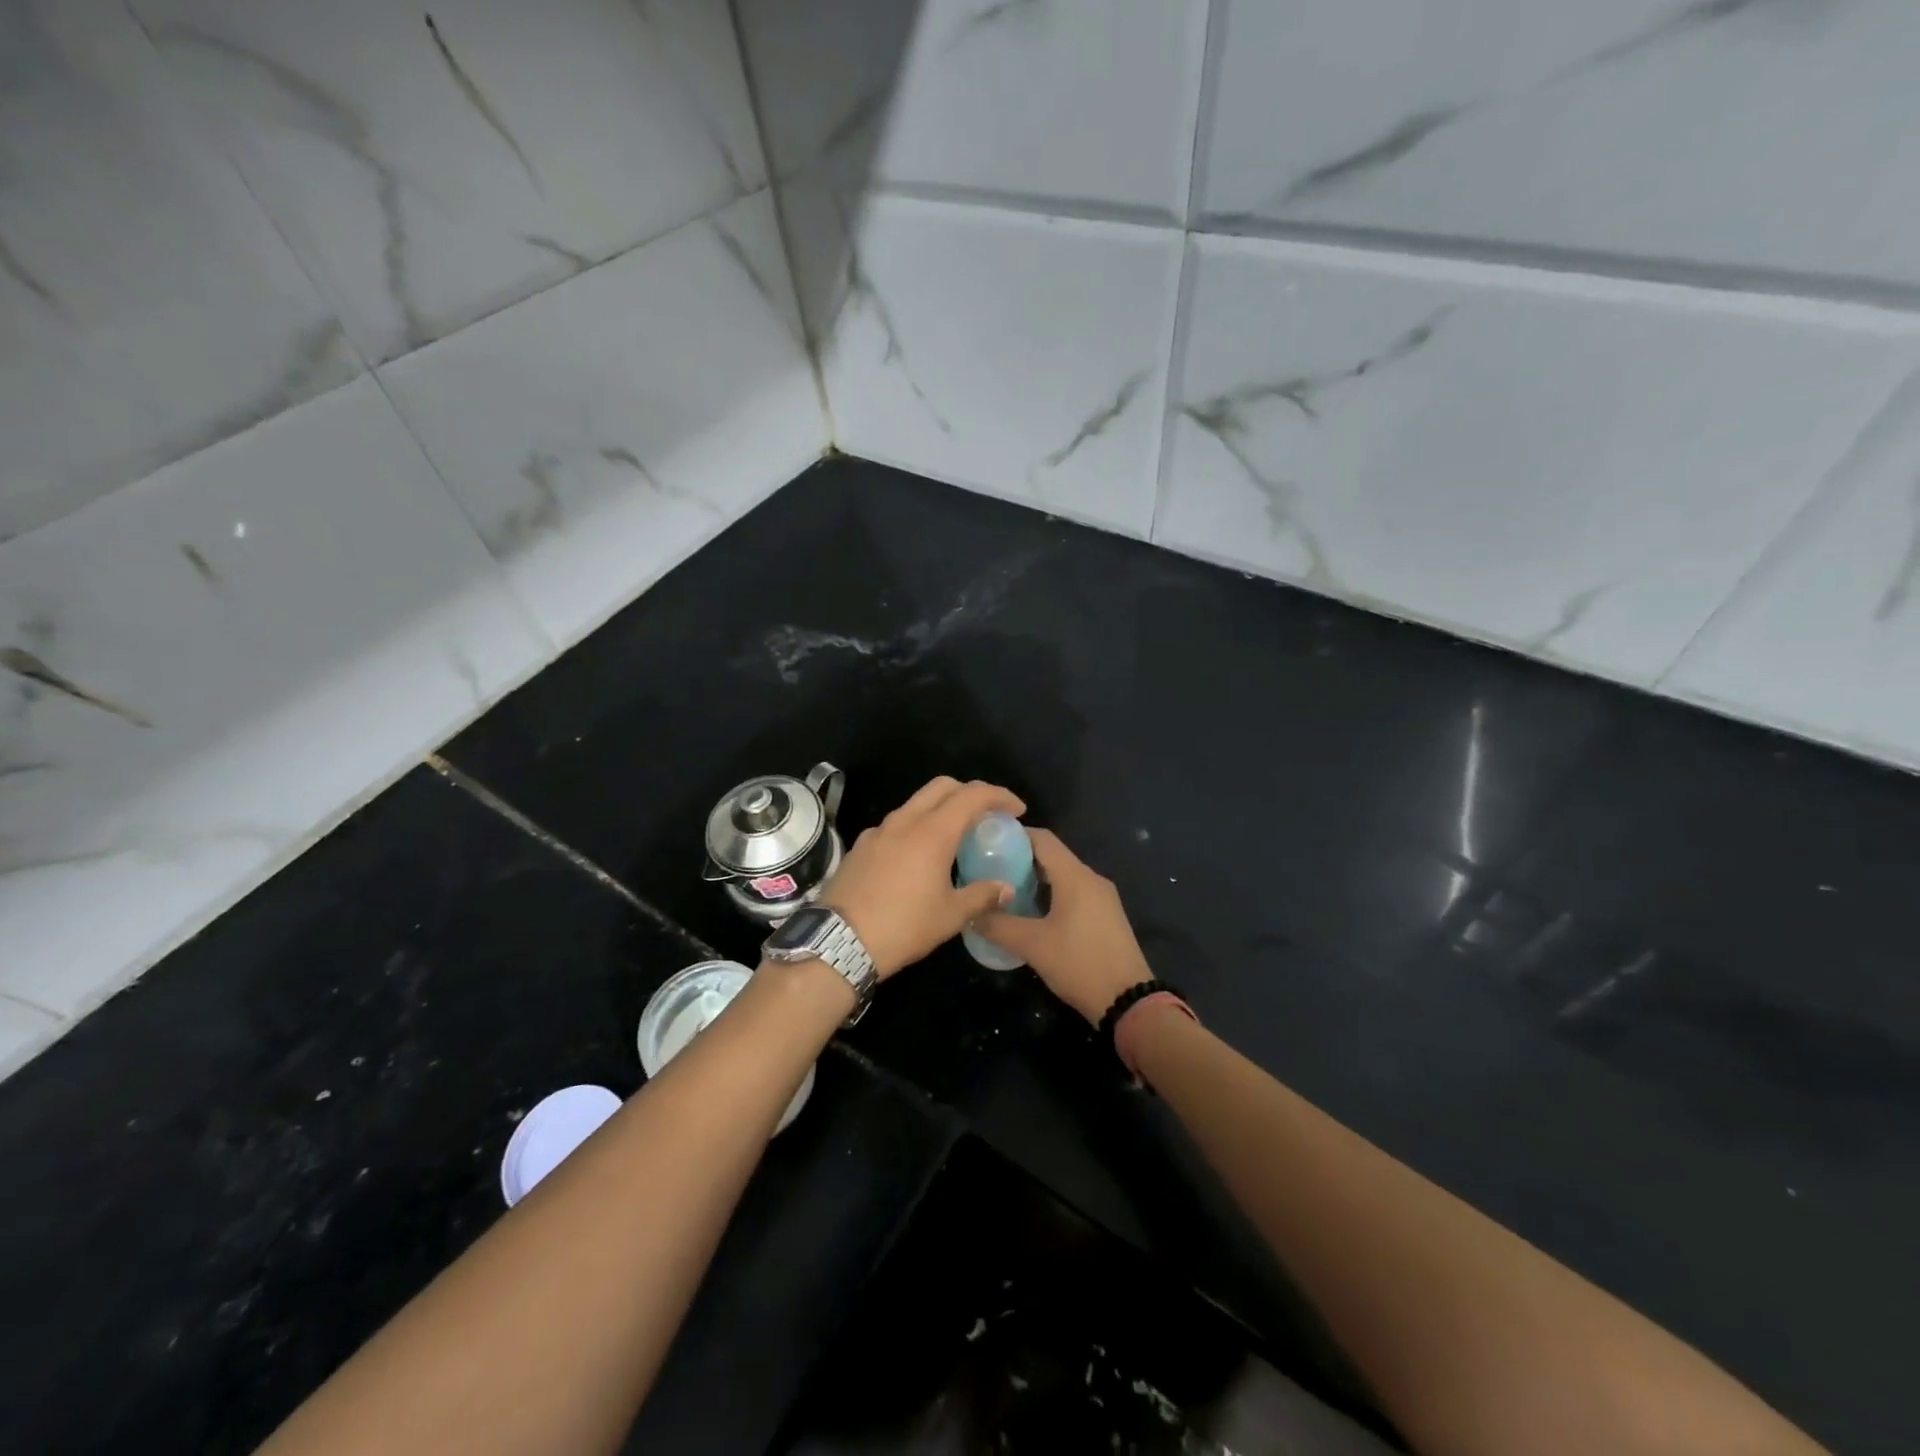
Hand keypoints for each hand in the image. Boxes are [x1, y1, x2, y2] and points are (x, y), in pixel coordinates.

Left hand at [820, 777, 1026, 978]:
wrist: (839, 941)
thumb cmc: (903, 926)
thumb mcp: (951, 915)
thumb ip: (982, 896)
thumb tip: (1006, 888)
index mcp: (932, 832)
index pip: (972, 795)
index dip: (999, 796)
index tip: (1016, 809)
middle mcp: (905, 821)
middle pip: (942, 786)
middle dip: (969, 792)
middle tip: (987, 814)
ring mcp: (879, 831)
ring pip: (916, 803)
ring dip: (941, 808)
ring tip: (955, 835)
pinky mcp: (861, 846)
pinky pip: (896, 824)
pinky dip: (916, 826)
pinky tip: (919, 856)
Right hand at [977, 829, 1152, 1024]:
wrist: (1128, 1001)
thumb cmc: (1079, 964)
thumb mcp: (1032, 945)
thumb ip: (998, 925)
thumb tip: (969, 912)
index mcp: (1075, 876)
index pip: (1042, 839)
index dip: (1014, 835)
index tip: (986, 841)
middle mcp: (1091, 879)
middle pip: (1052, 856)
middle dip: (1020, 858)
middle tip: (989, 868)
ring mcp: (1102, 898)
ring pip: (1063, 876)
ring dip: (1035, 878)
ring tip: (1004, 890)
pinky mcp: (1105, 916)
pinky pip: (1074, 893)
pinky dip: (1051, 894)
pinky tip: (1031, 912)